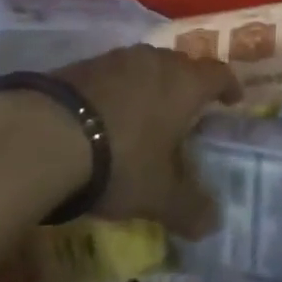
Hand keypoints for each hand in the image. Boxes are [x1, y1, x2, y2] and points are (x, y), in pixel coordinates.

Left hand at [54, 44, 241, 237]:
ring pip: (145, 66)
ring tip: (147, 112)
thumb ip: (190, 207)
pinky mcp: (84, 64)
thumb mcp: (159, 195)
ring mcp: (117, 58)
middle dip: (188, 85)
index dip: (228, 86)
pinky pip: (113, 73)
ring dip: (151, 85)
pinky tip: (107, 115)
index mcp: (184, 83)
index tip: (233, 99)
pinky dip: (119, 90)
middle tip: (188, 111)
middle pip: (181, 65)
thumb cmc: (121, 160)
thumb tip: (213, 223)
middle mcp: (155, 61)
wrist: (49, 133)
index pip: (218, 74)